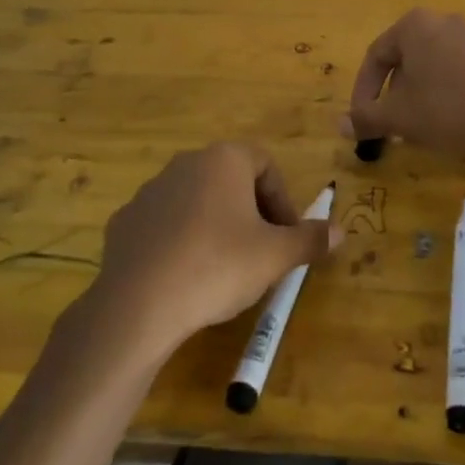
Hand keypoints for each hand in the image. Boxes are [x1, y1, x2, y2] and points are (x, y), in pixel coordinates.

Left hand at [87, 143, 341, 355]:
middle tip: (262, 251)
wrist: (138, 305)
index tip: (287, 236)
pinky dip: (180, 241)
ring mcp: (149, 191)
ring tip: (224, 267)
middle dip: (251, 212)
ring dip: (215, 224)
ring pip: (196, 201)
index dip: (283, 200)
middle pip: (231, 180)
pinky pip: (164, 224)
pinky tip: (185, 276)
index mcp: (224, 160)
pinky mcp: (124, 221)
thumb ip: (310, 239)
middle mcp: (185, 164)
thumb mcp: (275, 256)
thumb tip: (341, 232)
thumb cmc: (218, 266)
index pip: (266, 165)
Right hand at [344, 9, 464, 163]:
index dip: (363, 91)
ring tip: (416, 125)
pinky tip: (448, 119)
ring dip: (417, 94)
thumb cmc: (446, 111)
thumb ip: (365, 118)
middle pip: (404, 58)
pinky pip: (456, 70)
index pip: (375, 57)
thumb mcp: (398, 118)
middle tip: (389, 123)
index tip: (361, 120)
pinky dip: (443, 91)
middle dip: (391, 93)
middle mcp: (443, 21)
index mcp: (414, 25)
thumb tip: (339, 126)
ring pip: (430, 65)